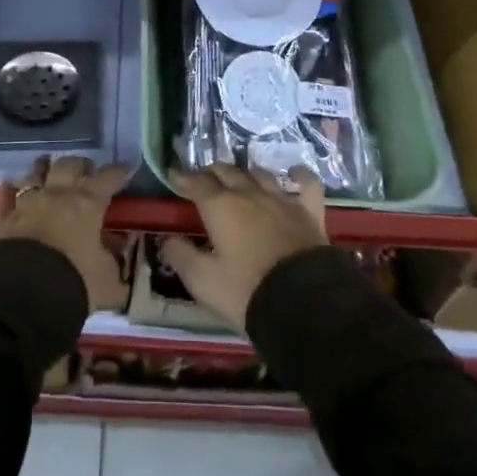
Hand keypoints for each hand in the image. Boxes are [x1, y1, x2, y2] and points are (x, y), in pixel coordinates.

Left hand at [0, 155, 130, 311]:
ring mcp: (26, 204)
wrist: (23, 294)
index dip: (117, 172)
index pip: (107, 179)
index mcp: (86, 204)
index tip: (125, 168)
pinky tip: (7, 185)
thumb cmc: (74, 282)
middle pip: (68, 166)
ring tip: (47, 168)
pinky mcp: (2, 220)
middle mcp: (56, 195)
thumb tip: (118, 251)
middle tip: (85, 170)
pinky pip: (4, 198)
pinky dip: (7, 191)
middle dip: (79, 165)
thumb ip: (113, 263)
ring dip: (42, 170)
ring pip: (34, 175)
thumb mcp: (106, 280)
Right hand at [160, 165, 326, 330]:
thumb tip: (167, 240)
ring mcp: (282, 200)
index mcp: (221, 206)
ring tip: (239, 179)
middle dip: (212, 173)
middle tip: (203, 179)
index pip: (197, 183)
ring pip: (260, 175)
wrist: (304, 303)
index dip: (183, 178)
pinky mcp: (309, 213)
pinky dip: (299, 176)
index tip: (173, 175)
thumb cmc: (246, 292)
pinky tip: (294, 173)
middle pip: (227, 172)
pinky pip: (306, 184)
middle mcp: (249, 194)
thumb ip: (182, 256)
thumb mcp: (203, 281)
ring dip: (245, 174)